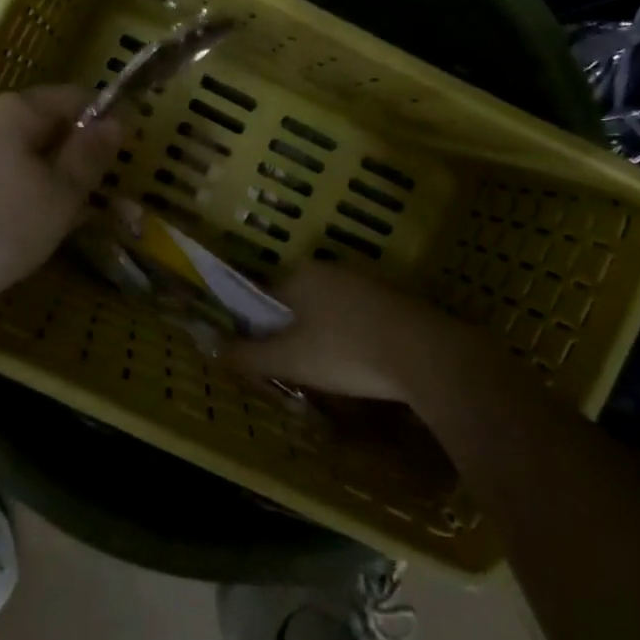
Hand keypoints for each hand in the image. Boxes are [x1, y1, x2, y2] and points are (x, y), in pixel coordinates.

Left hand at [0, 85, 123, 322]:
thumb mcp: (58, 196)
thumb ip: (89, 156)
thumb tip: (114, 120)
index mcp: (16, 111)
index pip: (74, 98)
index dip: (104, 122)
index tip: (123, 159)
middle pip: (42, 127)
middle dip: (73, 158)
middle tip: (93, 200)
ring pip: (15, 157)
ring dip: (44, 181)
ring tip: (57, 223)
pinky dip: (12, 197)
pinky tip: (13, 232)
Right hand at [224, 263, 471, 408]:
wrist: (428, 356)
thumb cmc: (347, 352)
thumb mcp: (290, 359)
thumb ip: (248, 355)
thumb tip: (211, 347)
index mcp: (301, 274)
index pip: (265, 297)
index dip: (260, 328)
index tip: (267, 358)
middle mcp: (332, 268)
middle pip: (299, 302)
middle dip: (294, 333)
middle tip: (298, 369)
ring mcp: (368, 281)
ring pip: (331, 310)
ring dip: (325, 335)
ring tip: (332, 372)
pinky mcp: (396, 298)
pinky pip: (360, 317)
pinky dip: (355, 337)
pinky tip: (364, 363)